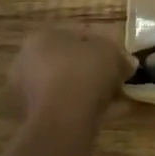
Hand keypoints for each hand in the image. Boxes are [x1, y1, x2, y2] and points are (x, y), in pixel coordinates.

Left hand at [8, 29, 128, 126]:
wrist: (62, 121)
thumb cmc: (83, 73)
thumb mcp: (110, 53)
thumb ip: (119, 55)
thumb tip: (127, 63)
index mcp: (41, 37)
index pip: (74, 33)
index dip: (100, 43)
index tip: (118, 55)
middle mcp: (28, 62)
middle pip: (68, 61)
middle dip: (93, 68)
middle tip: (116, 76)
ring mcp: (28, 93)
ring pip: (67, 86)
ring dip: (90, 90)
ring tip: (117, 97)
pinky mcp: (35, 119)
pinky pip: (67, 108)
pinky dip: (87, 108)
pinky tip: (111, 114)